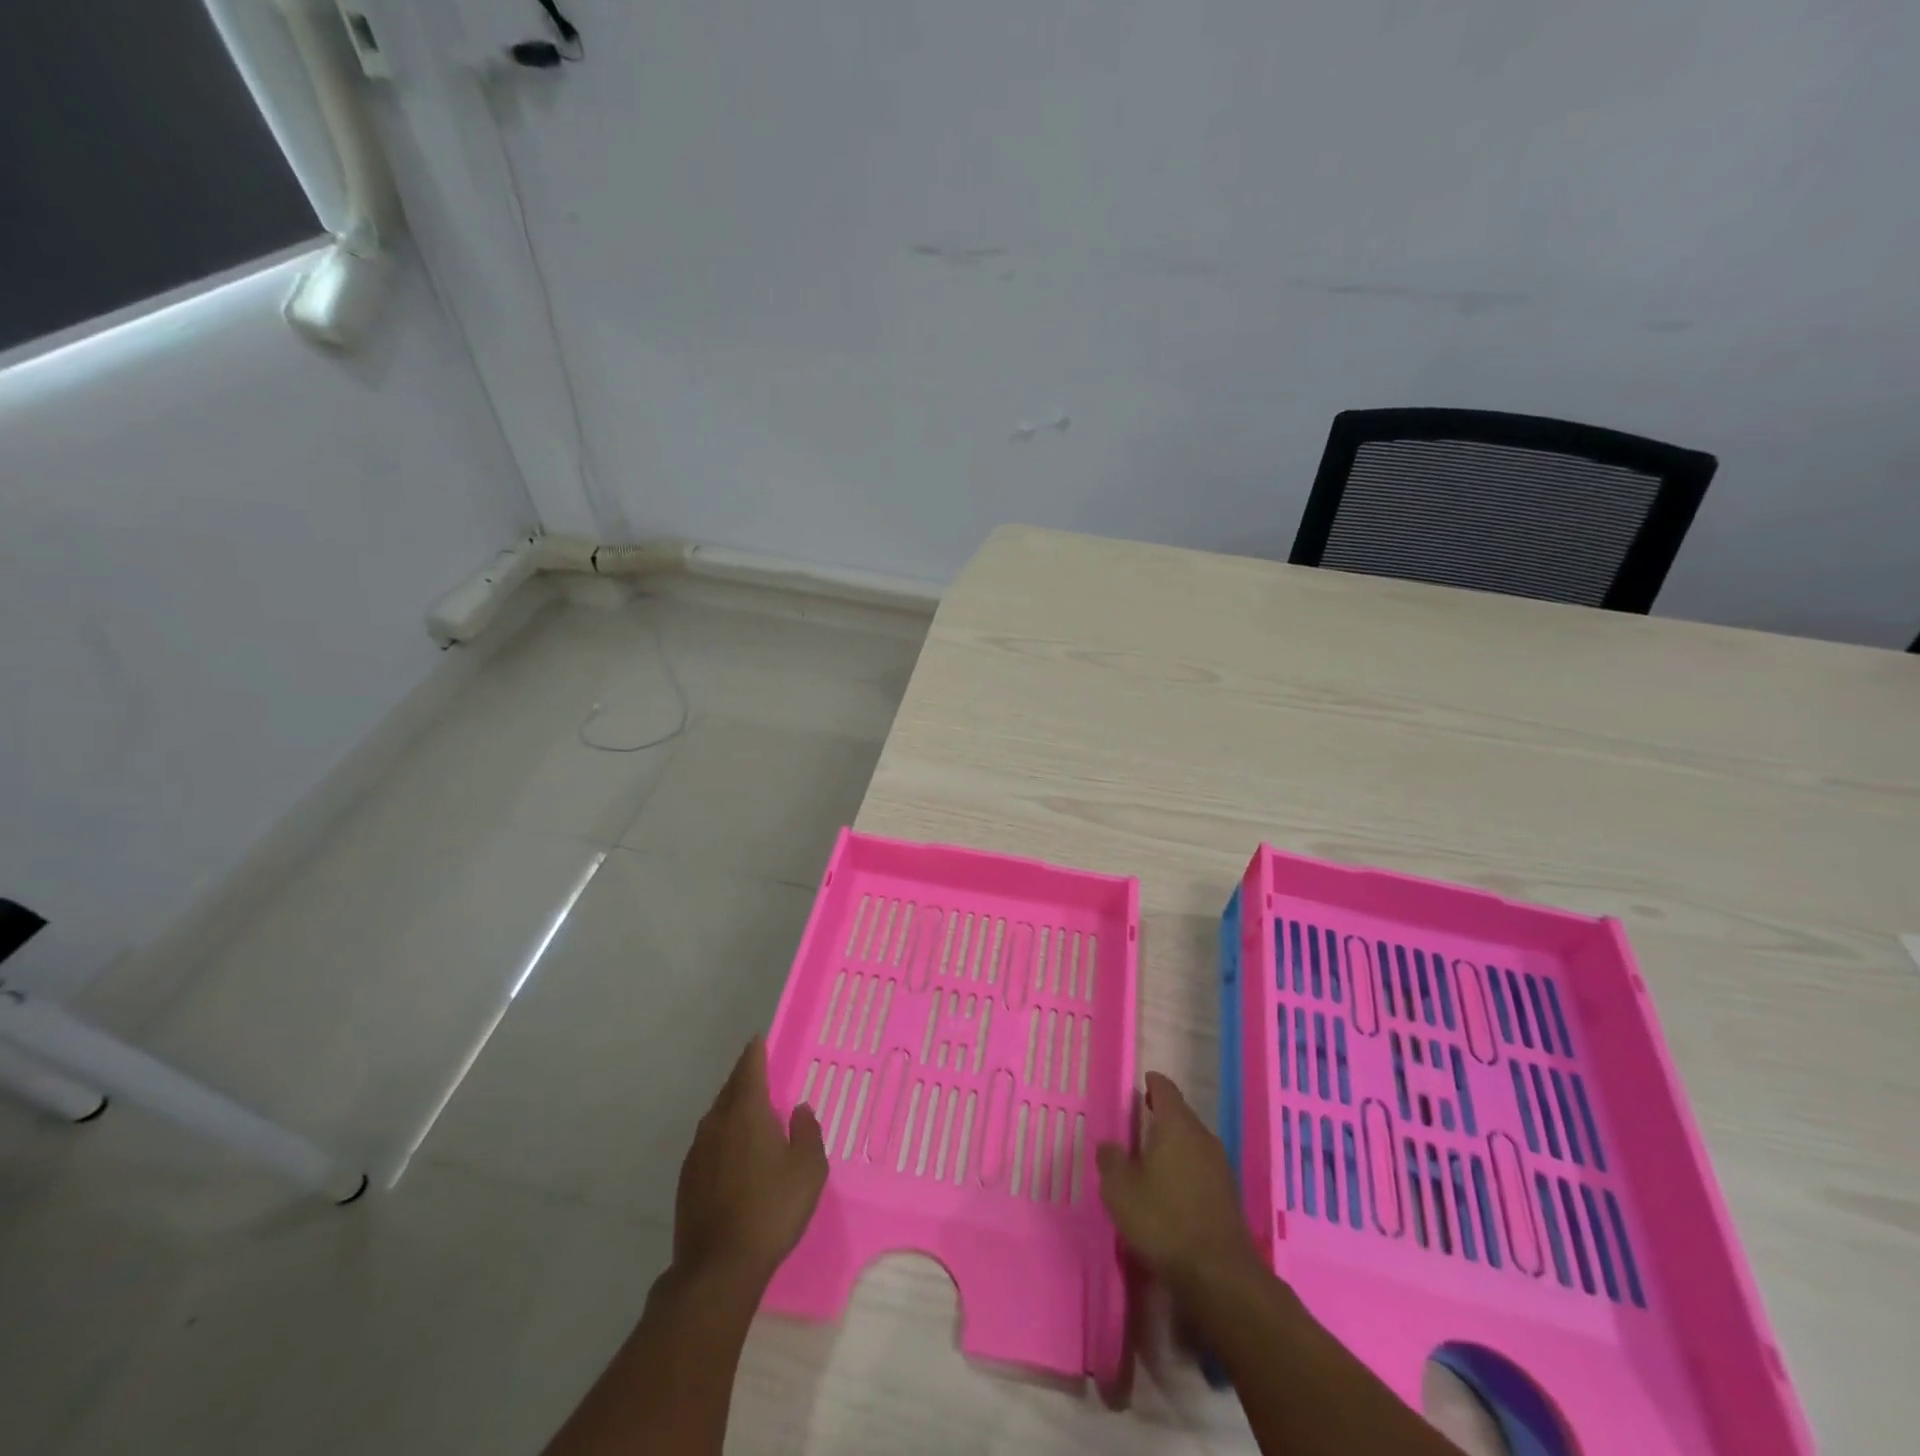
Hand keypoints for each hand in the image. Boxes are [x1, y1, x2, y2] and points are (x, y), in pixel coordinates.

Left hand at [672, 1037, 827, 1287]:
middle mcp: (716, 1123)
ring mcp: (697, 1152)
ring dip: (732, 1108)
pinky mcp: (687, 1180)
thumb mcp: (808, 1168)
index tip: (759, 1040)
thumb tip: (798, 1110)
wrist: (718, 1269)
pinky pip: (708, 1142)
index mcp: (746, 1111)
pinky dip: (722, 1136)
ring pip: (716, 1116)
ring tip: (750, 1113)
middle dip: (744, 1078)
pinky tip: (734, 1153)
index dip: (756, 1052)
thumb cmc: (771, 1209)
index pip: (750, 1068)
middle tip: (760, 1074)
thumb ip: (806, 1132)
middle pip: (730, 1089)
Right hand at [1095, 1072, 1263, 1299]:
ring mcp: (1220, 1165)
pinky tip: (1172, 1186)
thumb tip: (1109, 1146)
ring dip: (1174, 1142)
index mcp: (1176, 1124)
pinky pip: (1202, 1165)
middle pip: (1181, 1113)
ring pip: (1193, 1140)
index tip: (1140, 1085)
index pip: (1165, 1088)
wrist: (1219, 1274)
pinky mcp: (1228, 1193)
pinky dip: (1186, 1166)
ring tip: (1152, 1155)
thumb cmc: (1163, 1221)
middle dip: (1161, 1113)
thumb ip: (1110, 1161)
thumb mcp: (1120, 1191)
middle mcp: (1202, 1136)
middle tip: (1139, 1121)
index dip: (1151, 1083)